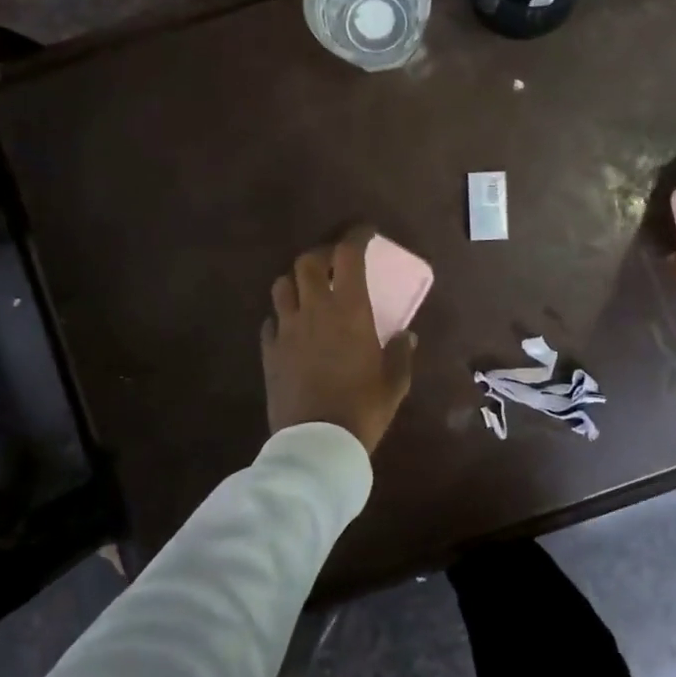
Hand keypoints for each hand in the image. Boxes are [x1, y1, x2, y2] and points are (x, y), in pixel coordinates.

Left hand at [262, 228, 415, 454]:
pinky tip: (293, 327)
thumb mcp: (394, 382)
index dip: (356, 236)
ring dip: (297, 280)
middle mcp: (314, 310)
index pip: (348, 255)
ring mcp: (287, 330)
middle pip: (307, 261)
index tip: (365, 232)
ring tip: (310, 290)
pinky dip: (282, 315)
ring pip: (282, 285)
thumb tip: (405, 335)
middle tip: (335, 262)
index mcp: (349, 310)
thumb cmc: (363, 409)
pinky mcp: (269, 352)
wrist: (316, 444)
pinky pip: (271, 321)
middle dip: (321, 254)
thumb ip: (401, 353)